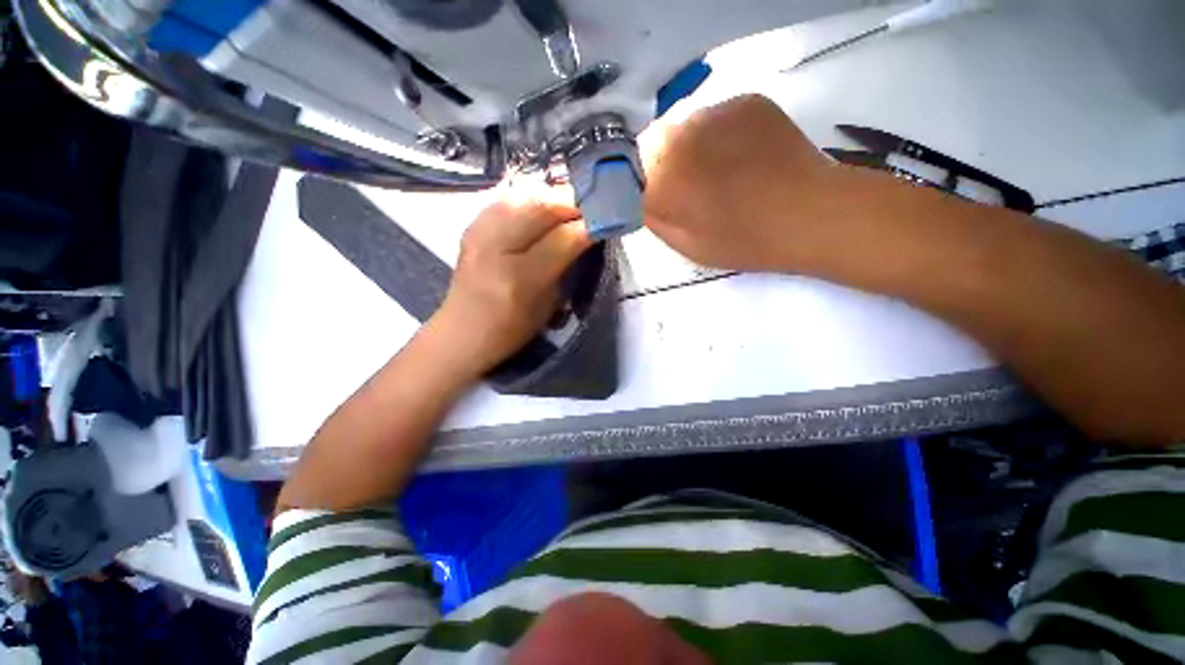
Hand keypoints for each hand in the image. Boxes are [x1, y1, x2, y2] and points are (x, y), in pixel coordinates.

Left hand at [427, 183, 591, 375]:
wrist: (463, 330)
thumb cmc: (512, 329)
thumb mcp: (548, 304)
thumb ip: (568, 266)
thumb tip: (589, 233)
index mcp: (519, 278)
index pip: (563, 238)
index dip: (590, 224)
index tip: (609, 219)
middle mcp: (495, 247)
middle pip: (542, 205)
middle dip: (574, 201)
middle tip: (594, 206)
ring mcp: (479, 231)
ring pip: (525, 194)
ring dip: (554, 196)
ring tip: (572, 205)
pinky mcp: (472, 224)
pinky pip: (509, 198)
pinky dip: (533, 197)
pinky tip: (544, 206)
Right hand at [640, 94, 871, 273]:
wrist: (811, 213)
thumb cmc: (743, 241)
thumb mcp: (686, 246)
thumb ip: (654, 219)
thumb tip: (641, 198)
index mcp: (660, 177)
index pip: (628, 175)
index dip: (639, 188)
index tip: (655, 201)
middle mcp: (678, 135)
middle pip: (653, 147)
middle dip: (661, 167)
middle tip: (688, 189)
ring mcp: (713, 112)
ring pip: (684, 129)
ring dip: (691, 149)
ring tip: (721, 173)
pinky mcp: (745, 101)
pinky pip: (716, 117)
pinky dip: (720, 136)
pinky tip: (742, 157)